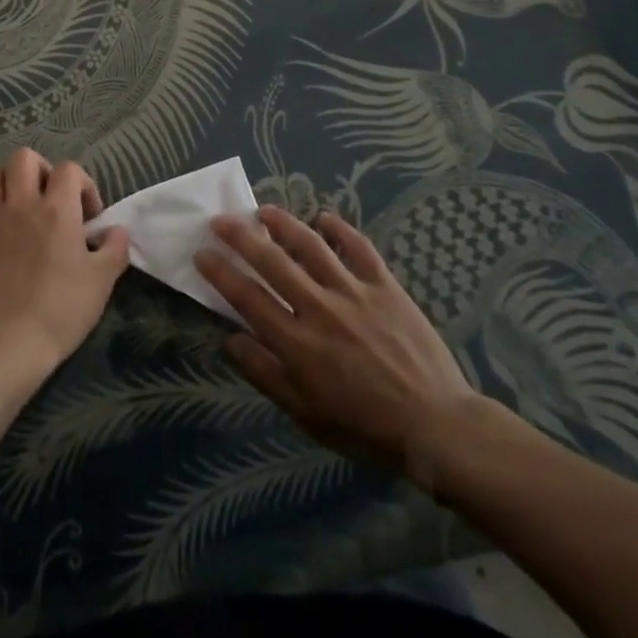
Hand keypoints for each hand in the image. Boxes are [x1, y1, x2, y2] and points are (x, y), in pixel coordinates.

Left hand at [0, 149, 130, 378]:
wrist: (10, 346)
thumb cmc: (61, 311)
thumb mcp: (102, 281)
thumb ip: (115, 247)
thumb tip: (116, 231)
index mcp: (56, 209)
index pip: (69, 169)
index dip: (83, 185)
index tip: (88, 217)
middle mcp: (20, 204)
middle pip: (24, 158)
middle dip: (41, 170)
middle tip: (51, 200)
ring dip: (4, 182)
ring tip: (16, 205)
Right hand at [194, 206, 482, 493]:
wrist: (436, 425)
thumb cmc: (365, 426)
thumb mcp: (307, 414)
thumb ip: (266, 374)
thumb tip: (230, 339)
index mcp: (297, 343)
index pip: (247, 297)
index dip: (220, 272)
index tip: (201, 252)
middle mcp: (320, 308)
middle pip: (272, 261)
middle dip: (241, 236)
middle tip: (221, 219)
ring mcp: (354, 292)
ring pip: (311, 245)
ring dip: (283, 224)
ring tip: (264, 210)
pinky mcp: (386, 286)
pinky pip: (359, 248)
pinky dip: (340, 229)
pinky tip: (324, 218)